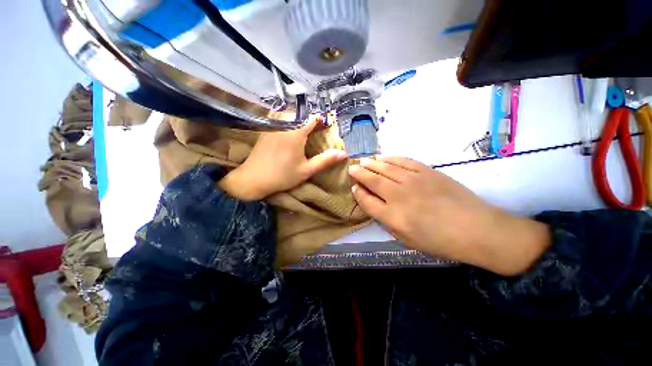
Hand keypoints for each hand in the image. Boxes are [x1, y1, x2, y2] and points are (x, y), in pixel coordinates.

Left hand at [219, 118, 346, 200]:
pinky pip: (282, 116)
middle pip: (303, 112)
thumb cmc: (282, 176)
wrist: (253, 178)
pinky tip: (293, 129)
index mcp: (295, 131)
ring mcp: (273, 123)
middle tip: (320, 129)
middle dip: (313, 118)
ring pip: (291, 112)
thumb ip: (325, 160)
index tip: (328, 128)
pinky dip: (291, 119)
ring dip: (302, 117)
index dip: (324, 120)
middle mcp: (284, 122)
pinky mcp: (267, 127)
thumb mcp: (306, 170)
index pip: (314, 116)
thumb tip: (343, 153)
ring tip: (308, 129)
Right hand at [348, 156, 550, 275]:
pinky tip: (383, 157)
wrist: (476, 229)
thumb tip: (372, 204)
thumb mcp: (406, 239)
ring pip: (385, 168)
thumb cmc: (439, 241)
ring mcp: (413, 180)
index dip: (358, 192)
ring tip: (363, 161)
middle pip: (372, 180)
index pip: (367, 200)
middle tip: (352, 168)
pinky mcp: (426, 171)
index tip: (353, 187)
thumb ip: (385, 221)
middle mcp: (399, 196)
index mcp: (393, 216)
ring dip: (371, 163)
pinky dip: (390, 158)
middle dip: (359, 173)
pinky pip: (402, 161)